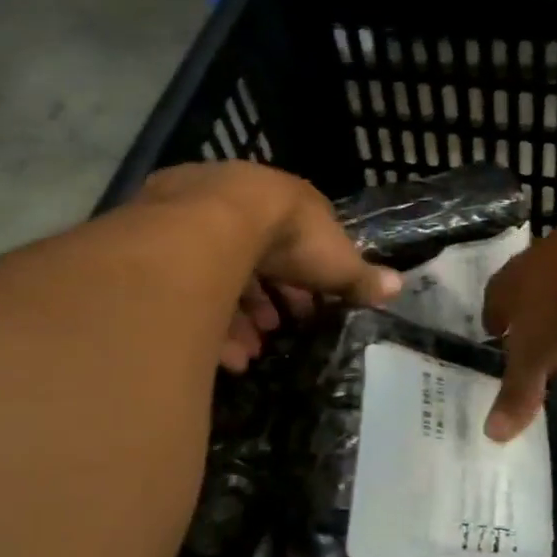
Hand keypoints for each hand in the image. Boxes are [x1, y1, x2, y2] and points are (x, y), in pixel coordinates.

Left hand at [141, 162, 400, 371]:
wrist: (217, 223)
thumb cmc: (289, 238)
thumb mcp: (336, 262)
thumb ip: (362, 277)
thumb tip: (398, 286)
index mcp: (279, 201)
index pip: (296, 239)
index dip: (306, 277)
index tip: (310, 308)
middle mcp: (234, 206)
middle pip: (254, 257)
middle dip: (268, 299)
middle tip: (278, 330)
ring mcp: (191, 221)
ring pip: (218, 275)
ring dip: (240, 317)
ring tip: (253, 353)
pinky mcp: (157, 246)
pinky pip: (187, 290)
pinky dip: (209, 323)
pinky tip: (227, 355)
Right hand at [482, 204, 556, 441]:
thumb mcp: (534, 353)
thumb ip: (518, 392)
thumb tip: (491, 435)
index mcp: (520, 281)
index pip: (501, 299)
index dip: (499, 322)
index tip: (498, 339)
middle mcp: (556, 272)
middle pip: (551, 315)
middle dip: (555, 352)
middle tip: (556, 381)